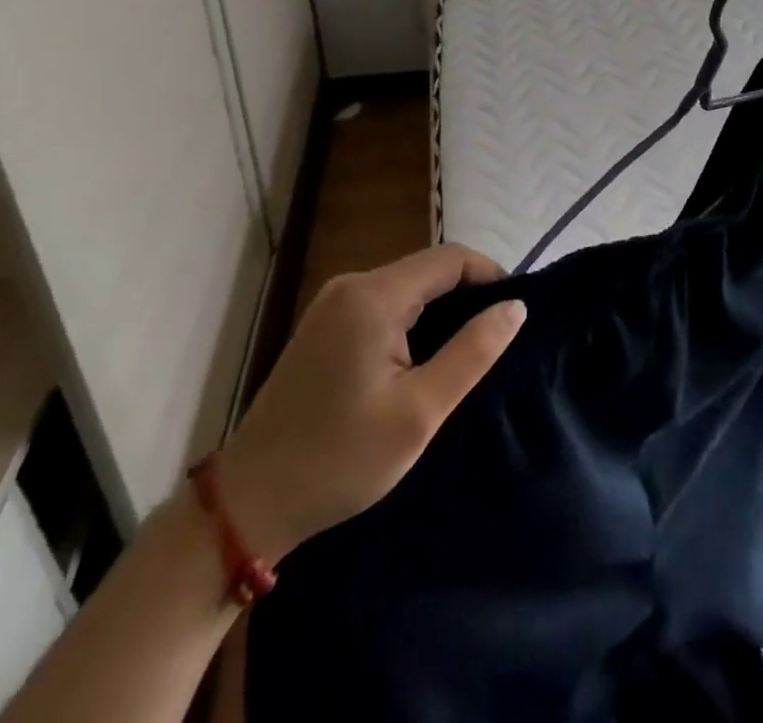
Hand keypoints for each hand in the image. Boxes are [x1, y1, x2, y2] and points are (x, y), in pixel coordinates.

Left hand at [217, 245, 524, 560]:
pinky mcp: (322, 327)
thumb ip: (472, 352)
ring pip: (406, 288)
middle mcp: (351, 286)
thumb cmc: (340, 459)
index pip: (451, 258)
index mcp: (374, 296)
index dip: (490, 276)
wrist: (247, 504)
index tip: (513, 314)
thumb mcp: (420, 411)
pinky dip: (411, 322)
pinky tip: (419, 361)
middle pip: (427, 270)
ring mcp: (331, 305)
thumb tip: (515, 307)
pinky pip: (382, 306)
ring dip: (439, 311)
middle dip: (466, 295)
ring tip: (463, 354)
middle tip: (492, 342)